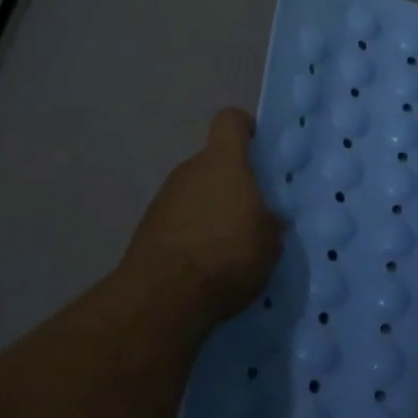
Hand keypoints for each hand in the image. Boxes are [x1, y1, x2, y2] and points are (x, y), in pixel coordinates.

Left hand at [122, 108, 282, 323]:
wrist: (166, 296)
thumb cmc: (229, 254)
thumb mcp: (270, 241)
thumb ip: (270, 221)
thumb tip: (268, 217)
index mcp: (224, 162)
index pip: (231, 121)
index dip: (246, 129)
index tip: (258, 149)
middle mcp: (190, 170)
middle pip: (213, 162)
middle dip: (232, 182)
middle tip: (252, 213)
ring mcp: (164, 197)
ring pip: (196, 192)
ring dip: (211, 210)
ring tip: (229, 245)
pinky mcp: (147, 227)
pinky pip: (179, 219)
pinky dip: (192, 233)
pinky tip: (205, 263)